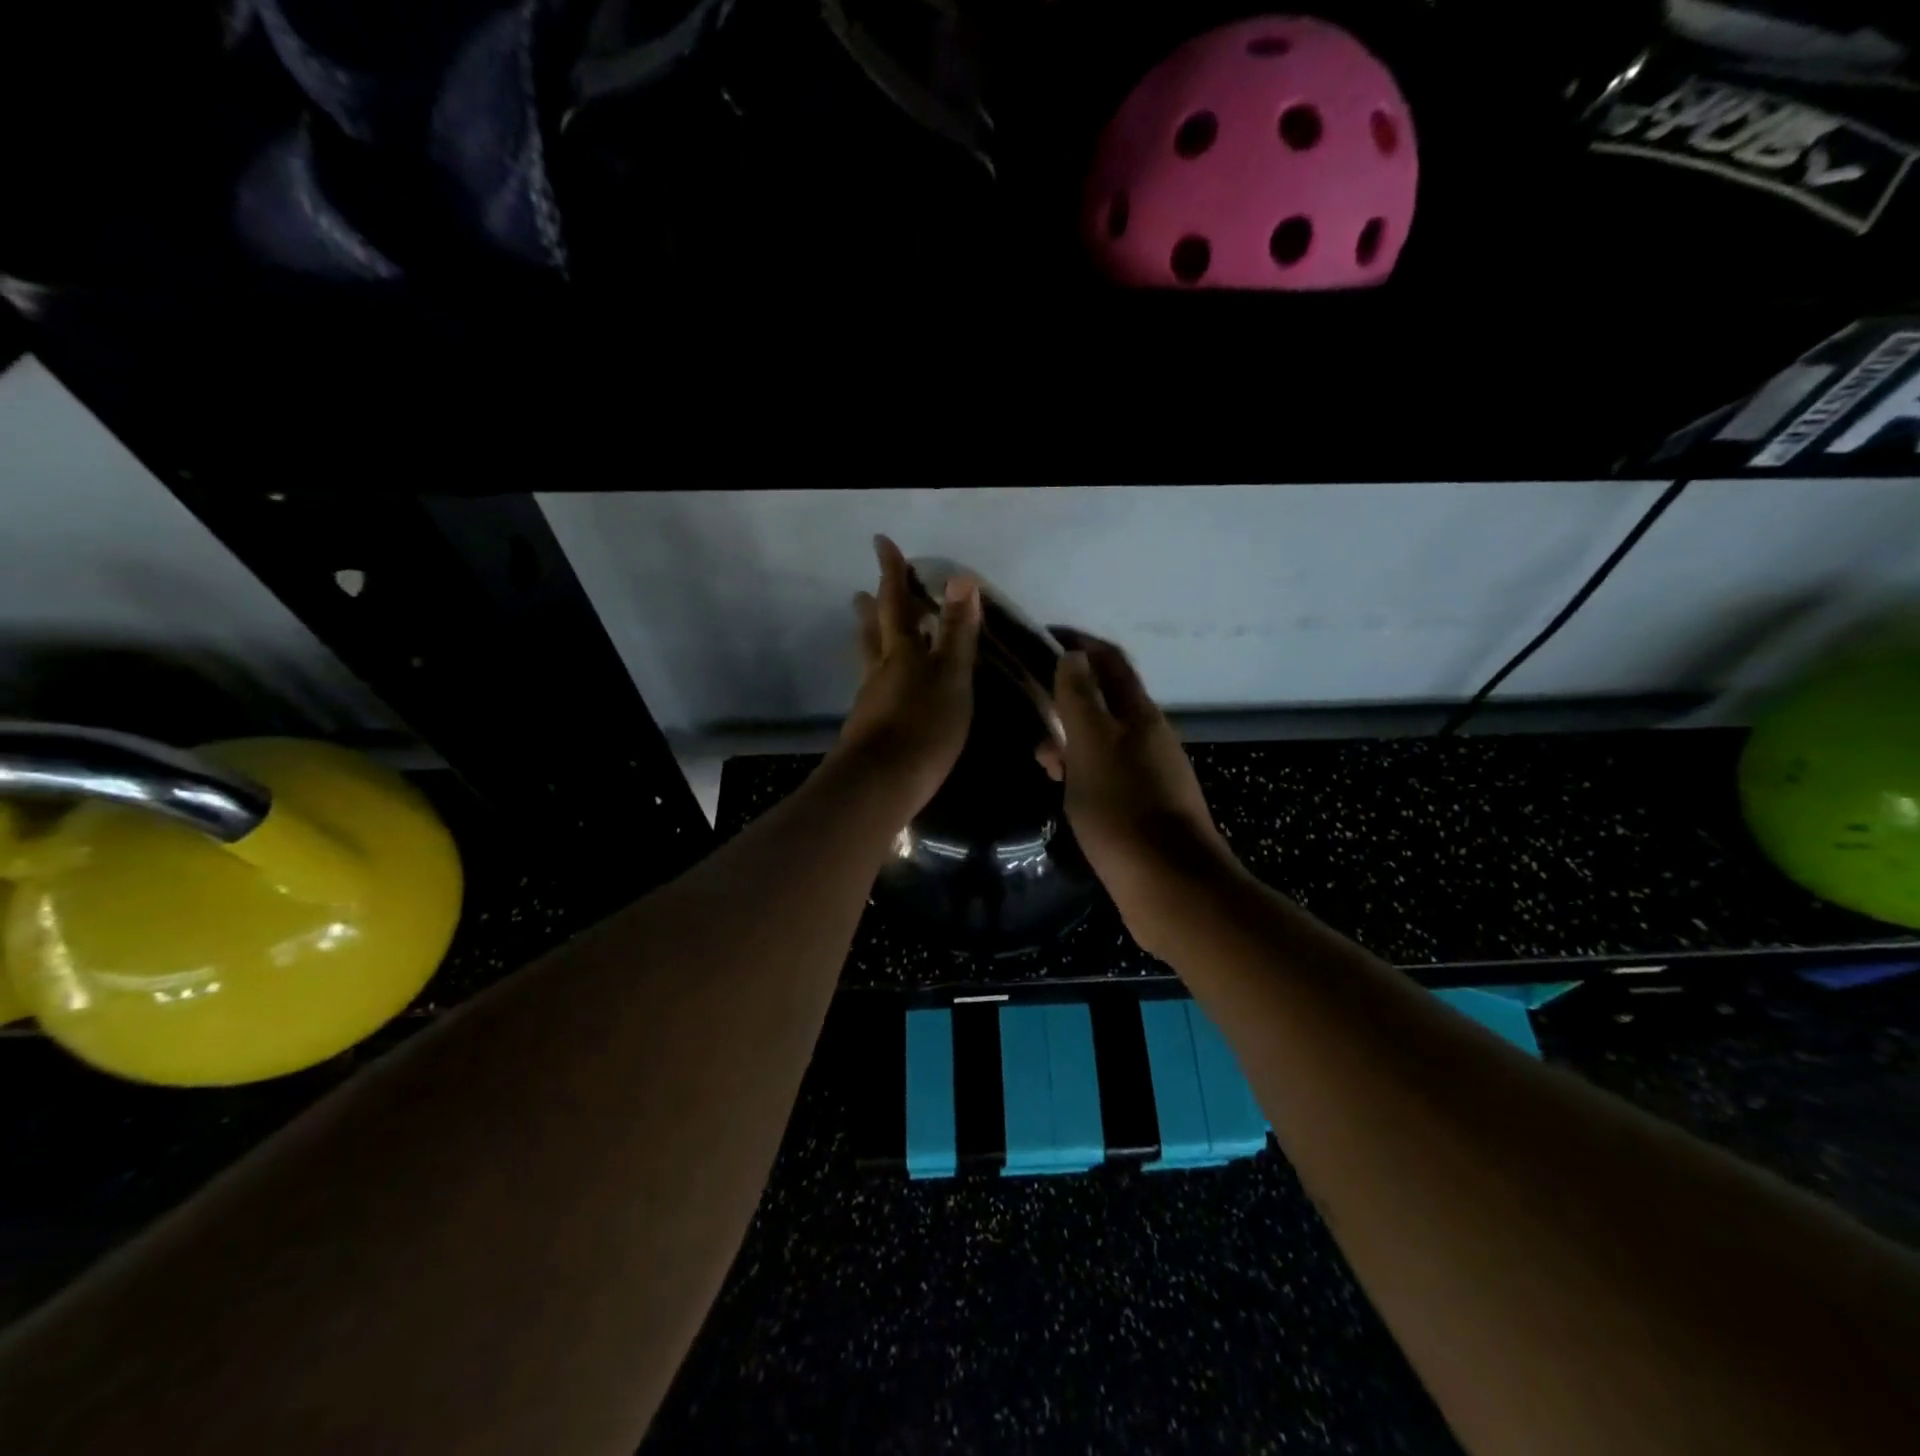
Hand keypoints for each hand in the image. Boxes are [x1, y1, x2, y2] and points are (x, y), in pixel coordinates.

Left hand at [833, 535, 980, 813]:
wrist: (881, 784)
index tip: (881, 544)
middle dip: (872, 608)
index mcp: (901, 652)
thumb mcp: (951, 676)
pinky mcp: (869, 729)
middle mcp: (880, 670)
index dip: (891, 573)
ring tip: (867, 631)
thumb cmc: (924, 725)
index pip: (896, 603)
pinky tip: (884, 689)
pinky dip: (879, 677)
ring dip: (869, 641)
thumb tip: (962, 578)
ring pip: (869, 661)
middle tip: (861, 592)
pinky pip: (874, 689)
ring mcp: (870, 700)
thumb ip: (956, 632)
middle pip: (874, 631)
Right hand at [1045, 629, 1242, 949]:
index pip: (1109, 661)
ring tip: (1041, 760)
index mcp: (1140, 715)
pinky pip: (1107, 774)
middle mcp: (1150, 738)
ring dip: (1071, 739)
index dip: (1078, 643)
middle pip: (1107, 700)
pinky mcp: (1145, 808)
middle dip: (1068, 696)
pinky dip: (1082, 771)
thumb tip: (1073, 655)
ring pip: (1104, 741)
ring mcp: (1151, 774)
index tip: (1042, 638)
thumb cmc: (1123, 809)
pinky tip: (1064, 791)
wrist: (1170, 886)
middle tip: (1031, 709)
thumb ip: (1079, 699)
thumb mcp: (1091, 746)